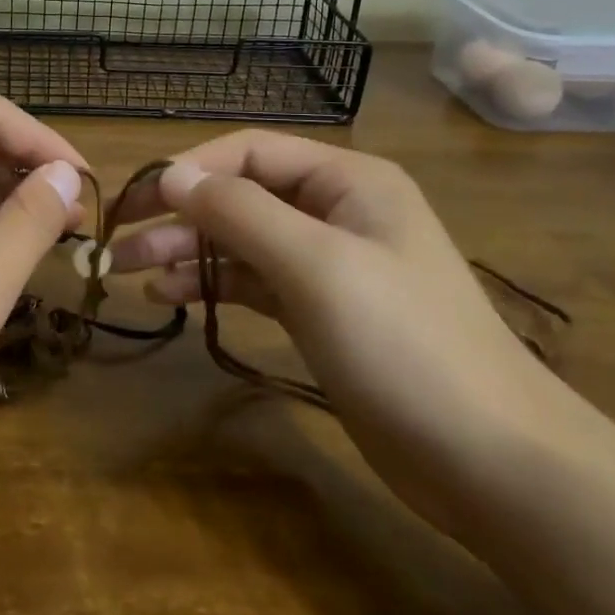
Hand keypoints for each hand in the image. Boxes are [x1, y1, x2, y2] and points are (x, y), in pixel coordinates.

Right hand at [109, 132, 597, 537]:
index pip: (248, 152)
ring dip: (188, 252)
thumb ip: (239, 211)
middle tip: (119, 242)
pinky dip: (213, 284)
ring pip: (241, 241)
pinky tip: (172, 297)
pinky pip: (254, 281)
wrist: (494, 462)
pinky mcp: (322, 311)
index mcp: (346, 180)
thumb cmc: (403, 344)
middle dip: (179, 216)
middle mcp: (336, 210)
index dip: (189, 170)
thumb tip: (172, 174)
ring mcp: (330, 263)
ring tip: (132, 272)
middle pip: (240, 196)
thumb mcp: (315, 265)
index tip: (136, 202)